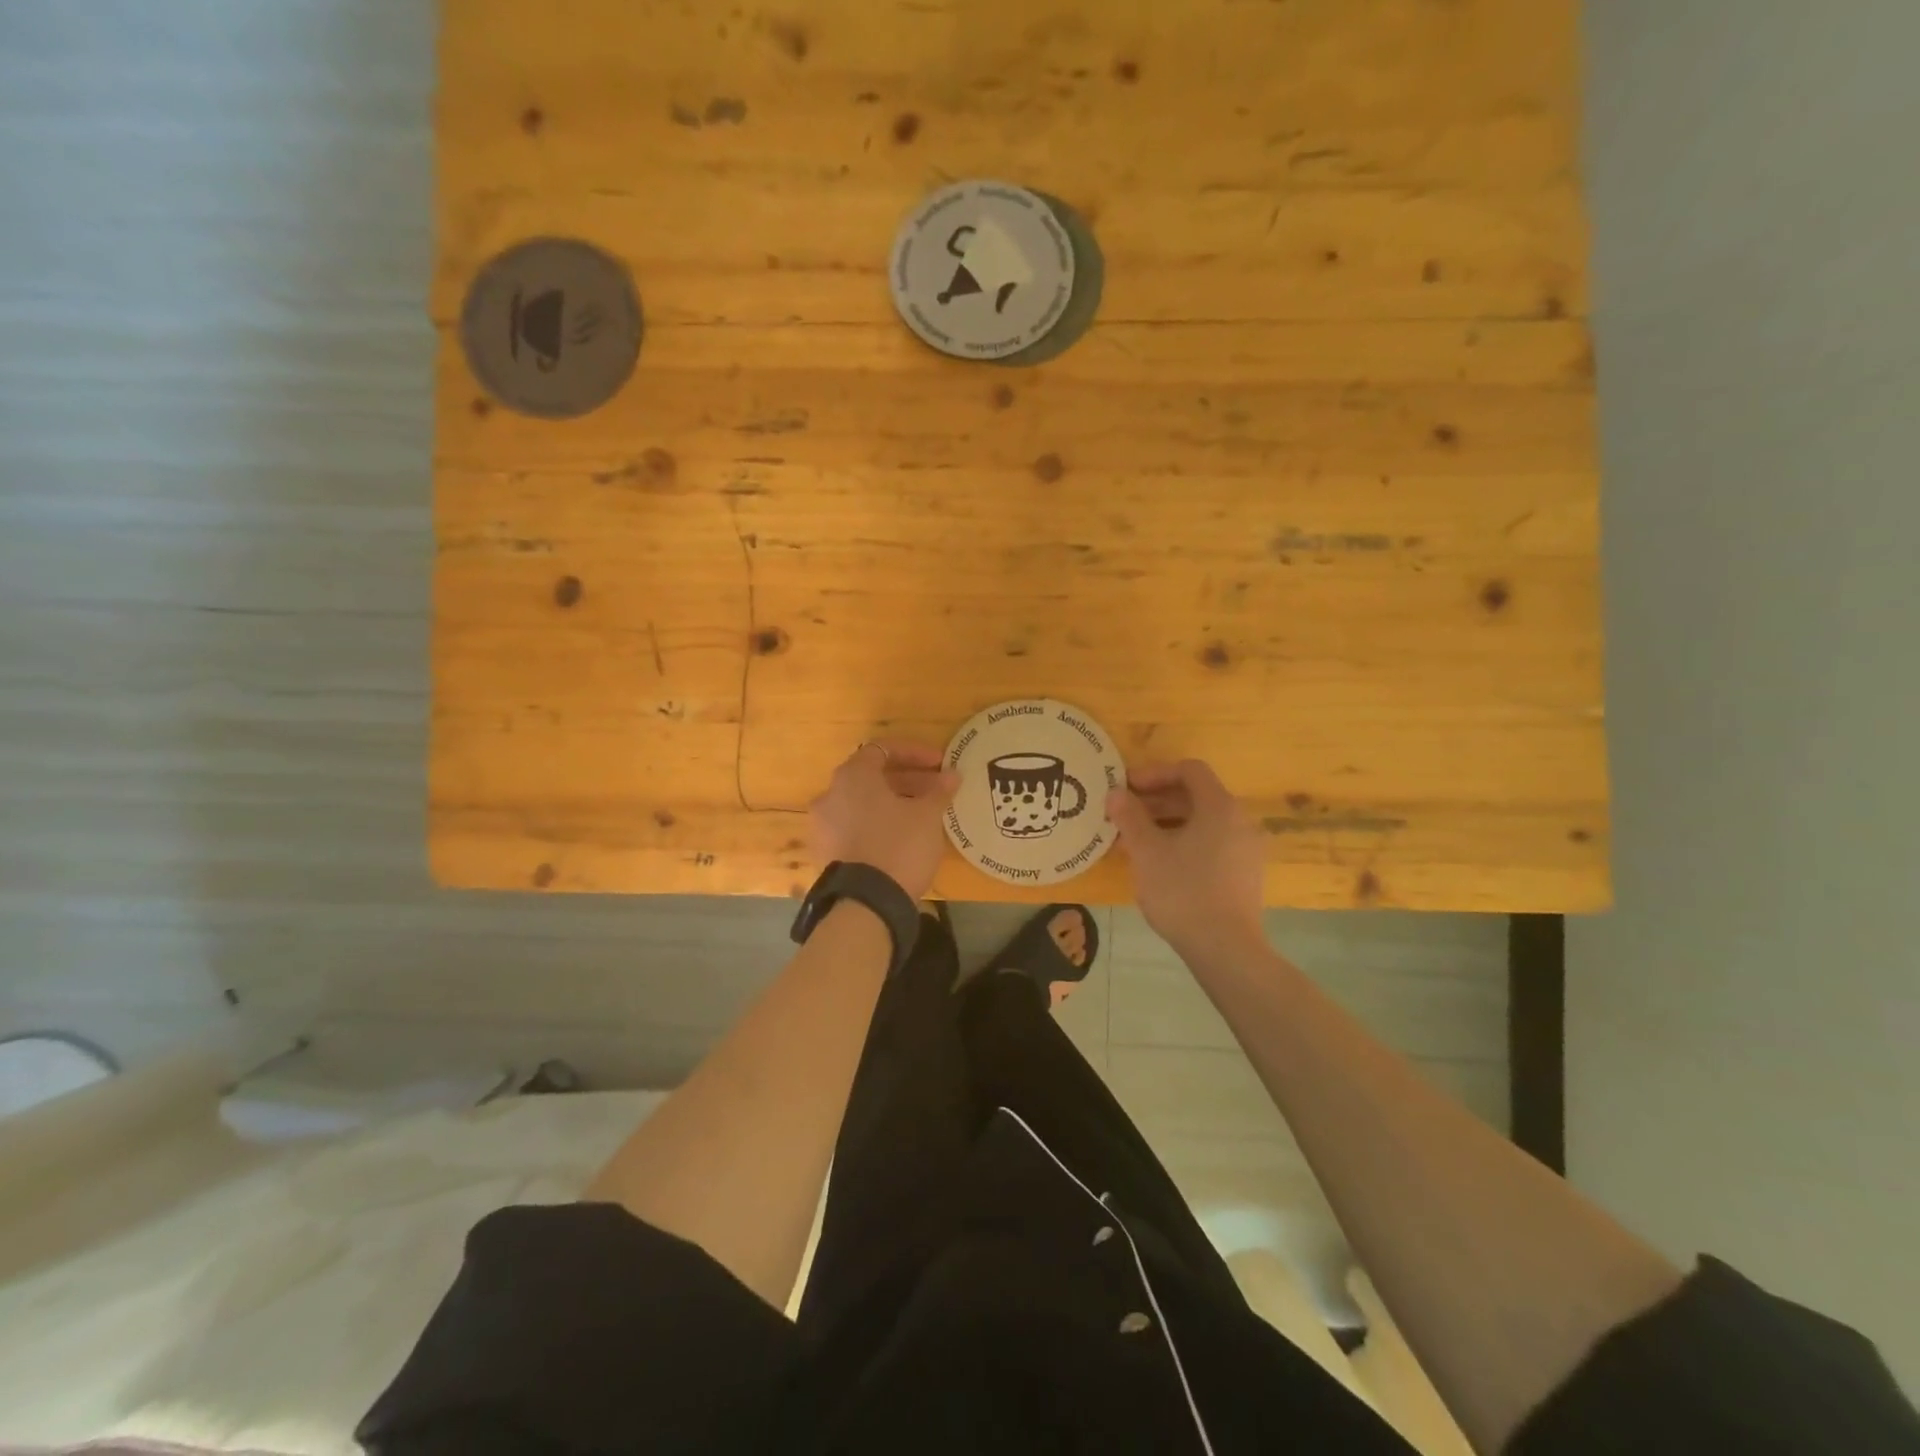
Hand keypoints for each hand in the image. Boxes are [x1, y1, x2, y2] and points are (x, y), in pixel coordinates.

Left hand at [809, 741, 958, 899]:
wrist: (866, 904)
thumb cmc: (899, 846)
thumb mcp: (927, 816)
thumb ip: (939, 790)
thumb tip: (952, 774)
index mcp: (852, 776)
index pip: (883, 749)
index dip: (915, 753)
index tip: (940, 764)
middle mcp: (830, 795)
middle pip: (871, 777)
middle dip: (907, 779)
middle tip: (936, 789)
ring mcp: (823, 825)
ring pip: (862, 803)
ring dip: (892, 802)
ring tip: (922, 814)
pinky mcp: (825, 853)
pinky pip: (854, 827)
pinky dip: (877, 824)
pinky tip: (901, 837)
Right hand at [1105, 760, 1264, 957]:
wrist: (1225, 949)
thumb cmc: (1183, 890)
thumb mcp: (1146, 851)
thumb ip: (1130, 816)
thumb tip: (1116, 793)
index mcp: (1220, 807)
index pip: (1189, 770)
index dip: (1155, 773)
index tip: (1126, 787)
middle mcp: (1240, 821)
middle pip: (1197, 796)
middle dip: (1157, 800)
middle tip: (1124, 814)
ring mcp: (1247, 850)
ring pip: (1203, 823)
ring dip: (1167, 823)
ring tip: (1135, 840)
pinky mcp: (1245, 875)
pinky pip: (1212, 844)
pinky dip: (1184, 842)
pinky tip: (1160, 864)